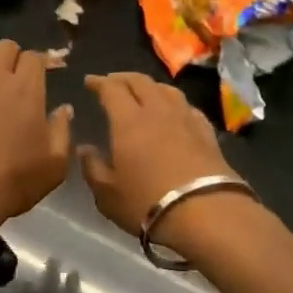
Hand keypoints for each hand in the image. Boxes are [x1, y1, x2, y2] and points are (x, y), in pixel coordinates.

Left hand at [0, 41, 73, 237]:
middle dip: (14, 56)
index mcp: (27, 90)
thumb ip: (62, 131)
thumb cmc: (13, 181)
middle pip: (4, 46)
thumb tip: (64, 108)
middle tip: (17, 78)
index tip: (44, 75)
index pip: (35, 57)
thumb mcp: (55, 165)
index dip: (42, 62)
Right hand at [79, 73, 245, 237]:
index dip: (99, 82)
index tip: (89, 81)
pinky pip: (188, 108)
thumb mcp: (107, 194)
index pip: (112, 89)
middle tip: (112, 82)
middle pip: (140, 82)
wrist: (207, 214)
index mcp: (128, 121)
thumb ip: (92, 168)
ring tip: (142, 91)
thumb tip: (85, 149)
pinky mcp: (207, 134)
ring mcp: (185, 120)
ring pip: (167, 90)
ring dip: (150, 86)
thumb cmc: (147, 202)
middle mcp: (157, 111)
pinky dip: (175, 103)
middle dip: (123, 78)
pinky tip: (175, 112)